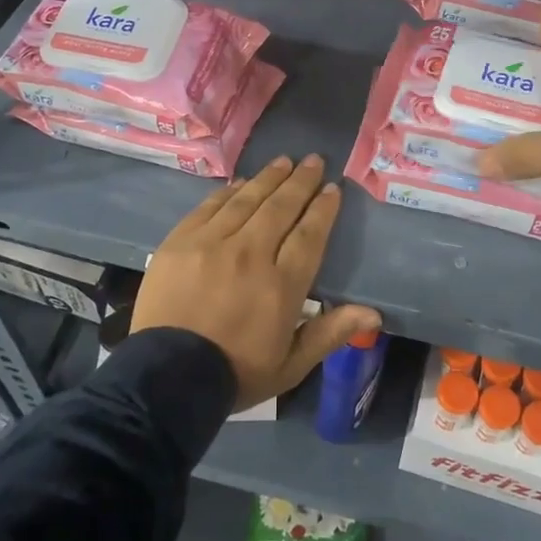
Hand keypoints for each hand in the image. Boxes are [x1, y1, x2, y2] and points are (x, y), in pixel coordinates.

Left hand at [132, 154, 381, 411]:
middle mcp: (250, 254)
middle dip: (301, 181)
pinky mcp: (181, 241)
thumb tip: (374, 312)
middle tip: (313, 161)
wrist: (165, 379)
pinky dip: (229, 191)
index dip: (323, 209)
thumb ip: (330, 333)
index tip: (332, 188)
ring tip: (284, 161)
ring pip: (247, 200)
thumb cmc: (235, 374)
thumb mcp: (291, 365)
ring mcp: (212, 244)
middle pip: (281, 207)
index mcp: (281, 285)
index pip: (309, 234)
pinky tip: (241, 182)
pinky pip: (210, 206)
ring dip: (268, 178)